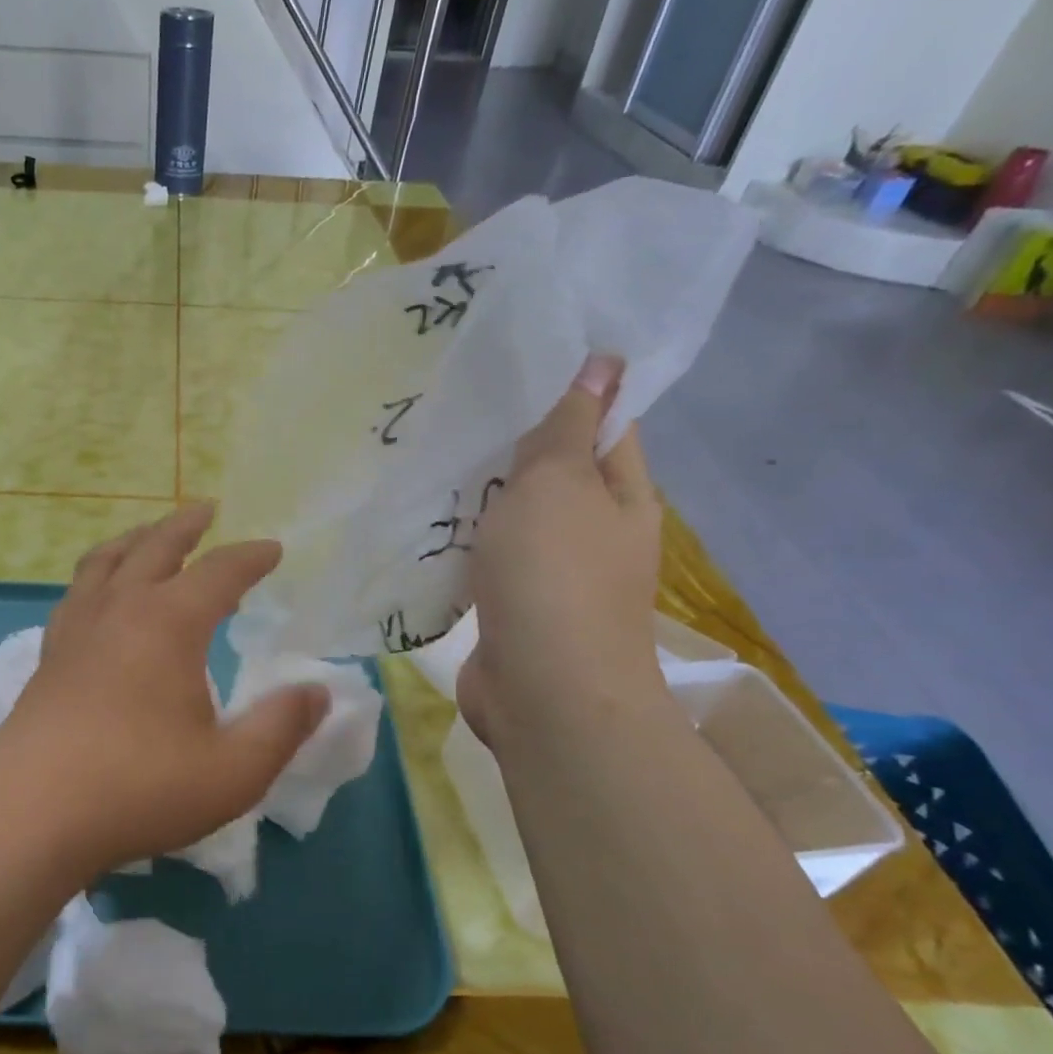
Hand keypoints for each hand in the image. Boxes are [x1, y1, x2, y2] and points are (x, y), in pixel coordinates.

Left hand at [0, 503, 329, 877]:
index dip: (251, 557)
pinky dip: (97, 576)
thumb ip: (282, 727)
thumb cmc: (139, 787)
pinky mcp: (48, 656)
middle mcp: (120, 609)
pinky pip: (76, 593)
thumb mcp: (233, 771)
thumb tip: (318, 691)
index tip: (273, 549)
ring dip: (135, 540)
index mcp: (169, 622)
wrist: (29, 813)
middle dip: (186, 525)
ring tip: (150, 536)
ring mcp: (76, 629)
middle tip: (206, 510)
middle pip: (155, 546)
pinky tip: (100, 597)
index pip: (220, 571)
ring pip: (106, 561)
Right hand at [457, 355, 665, 745]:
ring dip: (483, 494)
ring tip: (435, 456)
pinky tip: (430, 521)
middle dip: (511, 443)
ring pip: (517, 516)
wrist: (544, 691)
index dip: (568, 389)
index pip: (604, 423)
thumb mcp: (558, 484)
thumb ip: (568, 426)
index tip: (514, 365)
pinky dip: (467, 539)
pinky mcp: (517, 606)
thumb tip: (604, 362)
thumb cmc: (554, 575)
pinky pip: (491, 557)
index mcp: (622, 493)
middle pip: (555, 471)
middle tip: (457, 408)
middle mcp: (597, 530)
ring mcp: (556, 573)